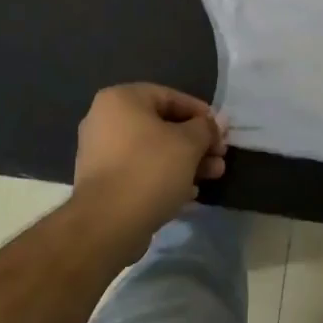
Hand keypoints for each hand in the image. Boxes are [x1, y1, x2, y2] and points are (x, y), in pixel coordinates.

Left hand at [70, 83, 227, 259]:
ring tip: (213, 176)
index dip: (201, 114)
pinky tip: (190, 194)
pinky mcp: (102, 184)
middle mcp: (105, 120)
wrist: (106, 224)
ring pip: (153, 152)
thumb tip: (216, 121)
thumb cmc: (150, 169)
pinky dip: (165, 179)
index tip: (222, 131)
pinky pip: (140, 172)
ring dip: (185, 162)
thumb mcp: (188, 143)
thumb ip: (206, 128)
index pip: (170, 97)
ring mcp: (101, 153)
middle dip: (196, 143)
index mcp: (121, 100)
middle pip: (162, 126)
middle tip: (220, 157)